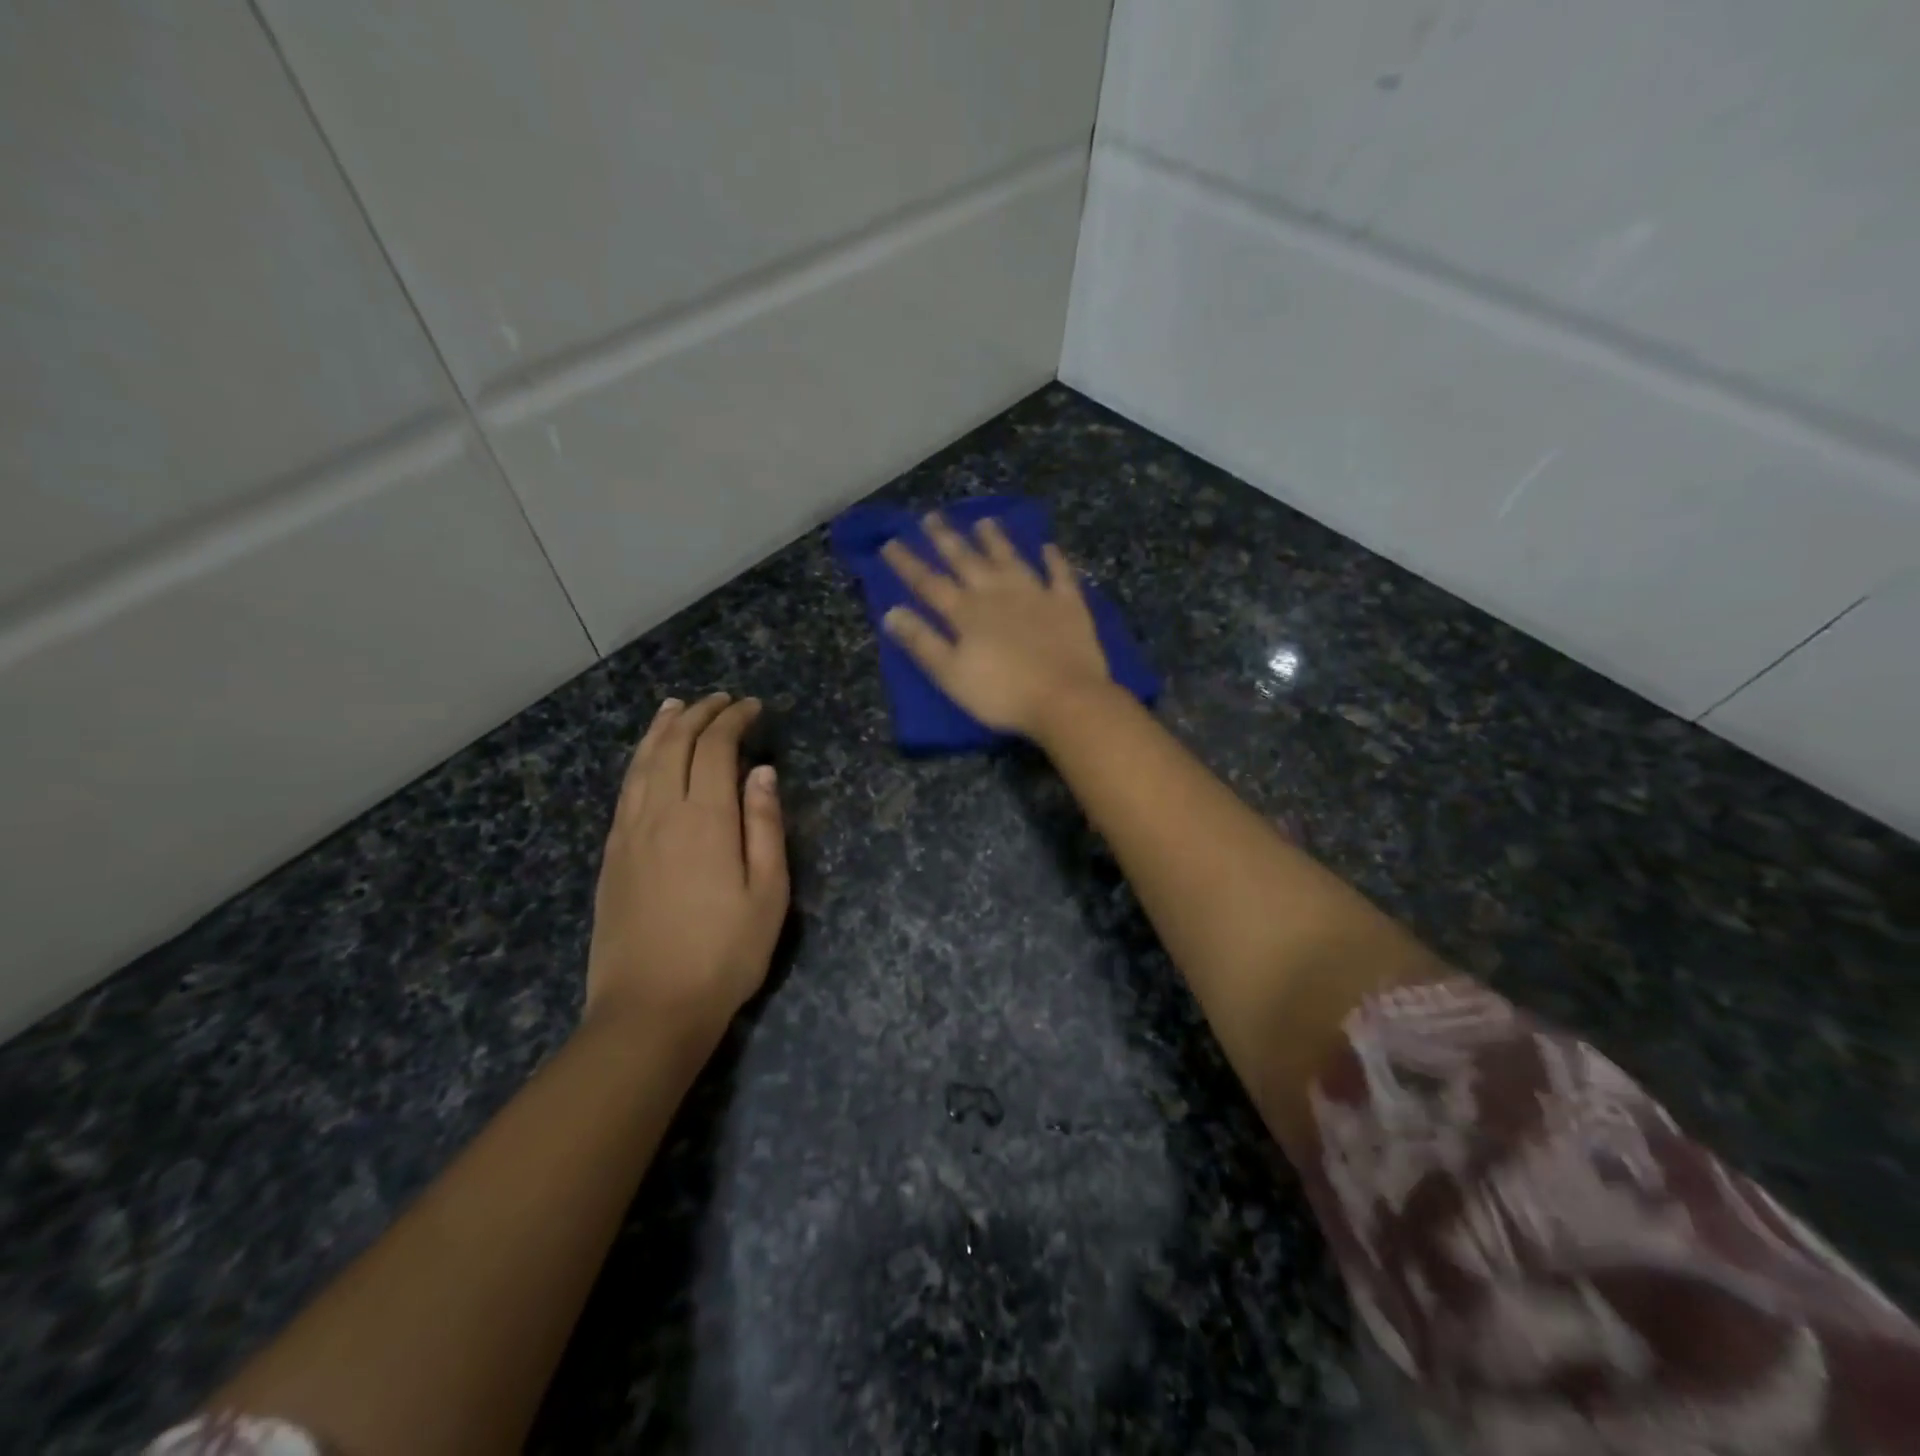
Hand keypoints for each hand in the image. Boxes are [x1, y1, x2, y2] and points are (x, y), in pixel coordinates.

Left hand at [586, 693, 788, 1041]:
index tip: (753, 707)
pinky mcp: (612, 853)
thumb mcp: (768, 894)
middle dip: (699, 714)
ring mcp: (629, 832)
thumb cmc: (724, 954)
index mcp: (705, 819)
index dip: (734, 719)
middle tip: (722, 700)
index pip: (715, 748)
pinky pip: (625, 788)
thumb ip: (765, 826)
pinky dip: (639, 759)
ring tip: (677, 706)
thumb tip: (762, 773)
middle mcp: (661, 813)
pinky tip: (647, 757)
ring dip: (663, 728)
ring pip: (643, 761)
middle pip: (675, 745)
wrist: (649, 1008)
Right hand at [880, 513, 1110, 736]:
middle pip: (967, 561)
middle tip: (932, 516)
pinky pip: (1060, 574)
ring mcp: (1036, 594)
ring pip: (1011, 559)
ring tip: (985, 521)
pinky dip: (1053, 559)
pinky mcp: (1068, 604)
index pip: (929, 583)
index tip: (890, 542)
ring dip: (996, 540)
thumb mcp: (951, 674)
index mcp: (967, 613)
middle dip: (947, 539)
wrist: (1065, 698)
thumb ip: (922, 642)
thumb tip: (891, 612)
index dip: (908, 563)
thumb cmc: (1002, 694)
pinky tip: (1048, 547)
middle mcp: (998, 593)